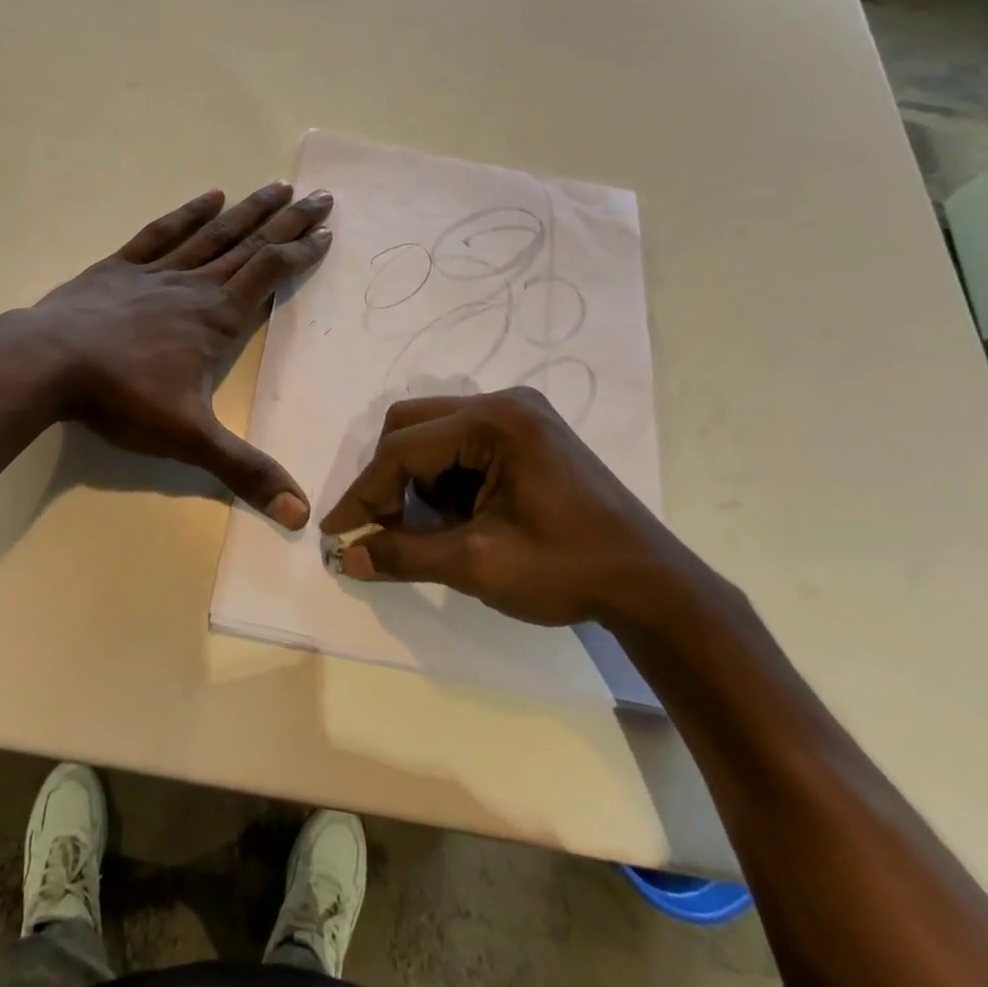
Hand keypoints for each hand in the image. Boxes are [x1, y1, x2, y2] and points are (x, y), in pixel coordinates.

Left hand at [23, 182, 333, 525]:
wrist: (47, 363)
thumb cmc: (122, 397)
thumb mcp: (190, 439)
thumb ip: (245, 472)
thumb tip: (301, 514)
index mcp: (216, 318)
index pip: (269, 275)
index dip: (300, 253)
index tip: (326, 232)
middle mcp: (194, 286)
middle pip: (250, 245)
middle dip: (287, 221)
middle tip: (320, 195)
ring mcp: (156, 272)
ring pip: (212, 233)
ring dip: (247, 210)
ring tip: (276, 186)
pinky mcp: (120, 267)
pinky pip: (162, 233)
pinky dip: (188, 214)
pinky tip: (209, 196)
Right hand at [319, 388, 692, 625]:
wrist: (650, 584)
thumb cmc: (566, 570)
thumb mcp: (477, 564)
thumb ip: (405, 554)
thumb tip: (348, 556)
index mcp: (496, 422)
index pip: (404, 448)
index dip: (365, 492)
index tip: (336, 531)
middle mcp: (505, 402)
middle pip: (414, 425)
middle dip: (391, 479)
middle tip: (388, 528)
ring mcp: (520, 413)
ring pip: (435, 433)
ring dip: (420, 480)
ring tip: (437, 529)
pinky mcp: (529, 432)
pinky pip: (463, 443)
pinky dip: (448, 478)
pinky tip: (465, 516)